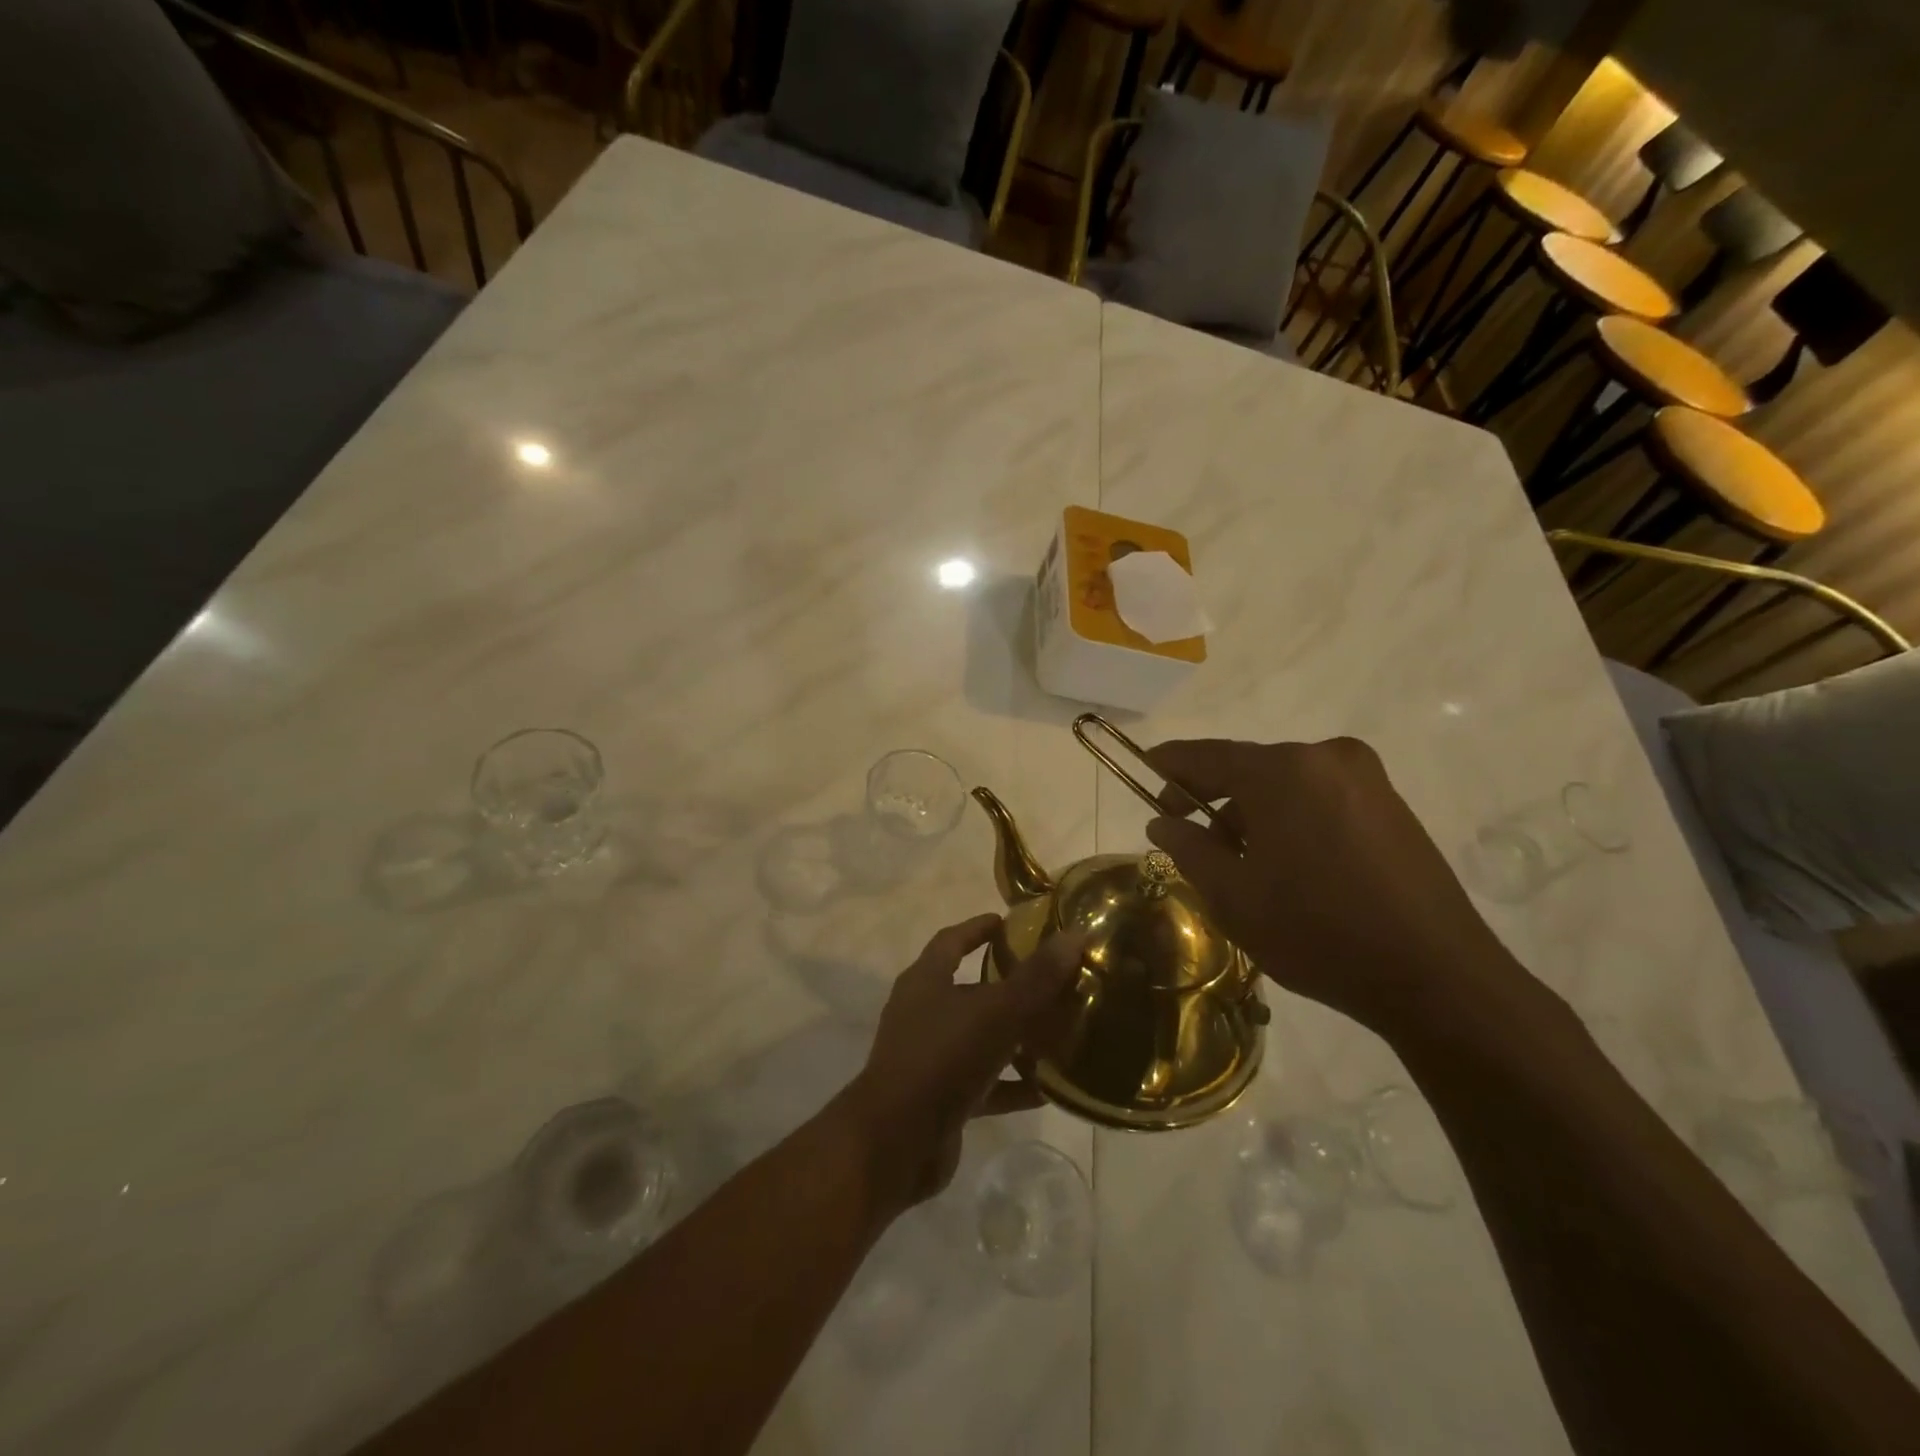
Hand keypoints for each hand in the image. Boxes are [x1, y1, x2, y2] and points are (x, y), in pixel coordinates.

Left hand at [838, 914, 1082, 1215]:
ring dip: (1015, 1037)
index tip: (1010, 922)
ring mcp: (929, 1057)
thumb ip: (1036, 977)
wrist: (895, 1144)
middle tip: (1051, 980)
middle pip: (970, 989)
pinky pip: (984, 1083)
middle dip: (1008, 984)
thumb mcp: (995, 1012)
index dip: (979, 928)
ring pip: (980, 1038)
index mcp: (926, 981)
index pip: (952, 940)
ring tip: (1060, 1032)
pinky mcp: (940, 1099)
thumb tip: (1074, 935)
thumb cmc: (942, 1059)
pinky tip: (1048, 1089)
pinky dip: (1012, 1083)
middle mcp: (923, 1013)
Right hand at [1144, 737, 1528, 1041]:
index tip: (1144, 772)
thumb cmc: (1317, 931)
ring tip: (1241, 864)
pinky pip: (1320, 798)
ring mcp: (1366, 779)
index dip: (1169, 765)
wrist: (1436, 976)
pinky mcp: (1391, 804)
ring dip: (1253, 813)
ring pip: (1285, 785)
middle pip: (1248, 769)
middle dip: (1212, 799)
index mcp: (1282, 771)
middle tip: (1187, 837)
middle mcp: (1325, 758)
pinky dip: (1291, 819)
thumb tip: (1162, 822)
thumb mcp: (1232, 895)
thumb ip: (1188, 848)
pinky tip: (1288, 865)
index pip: (1206, 756)